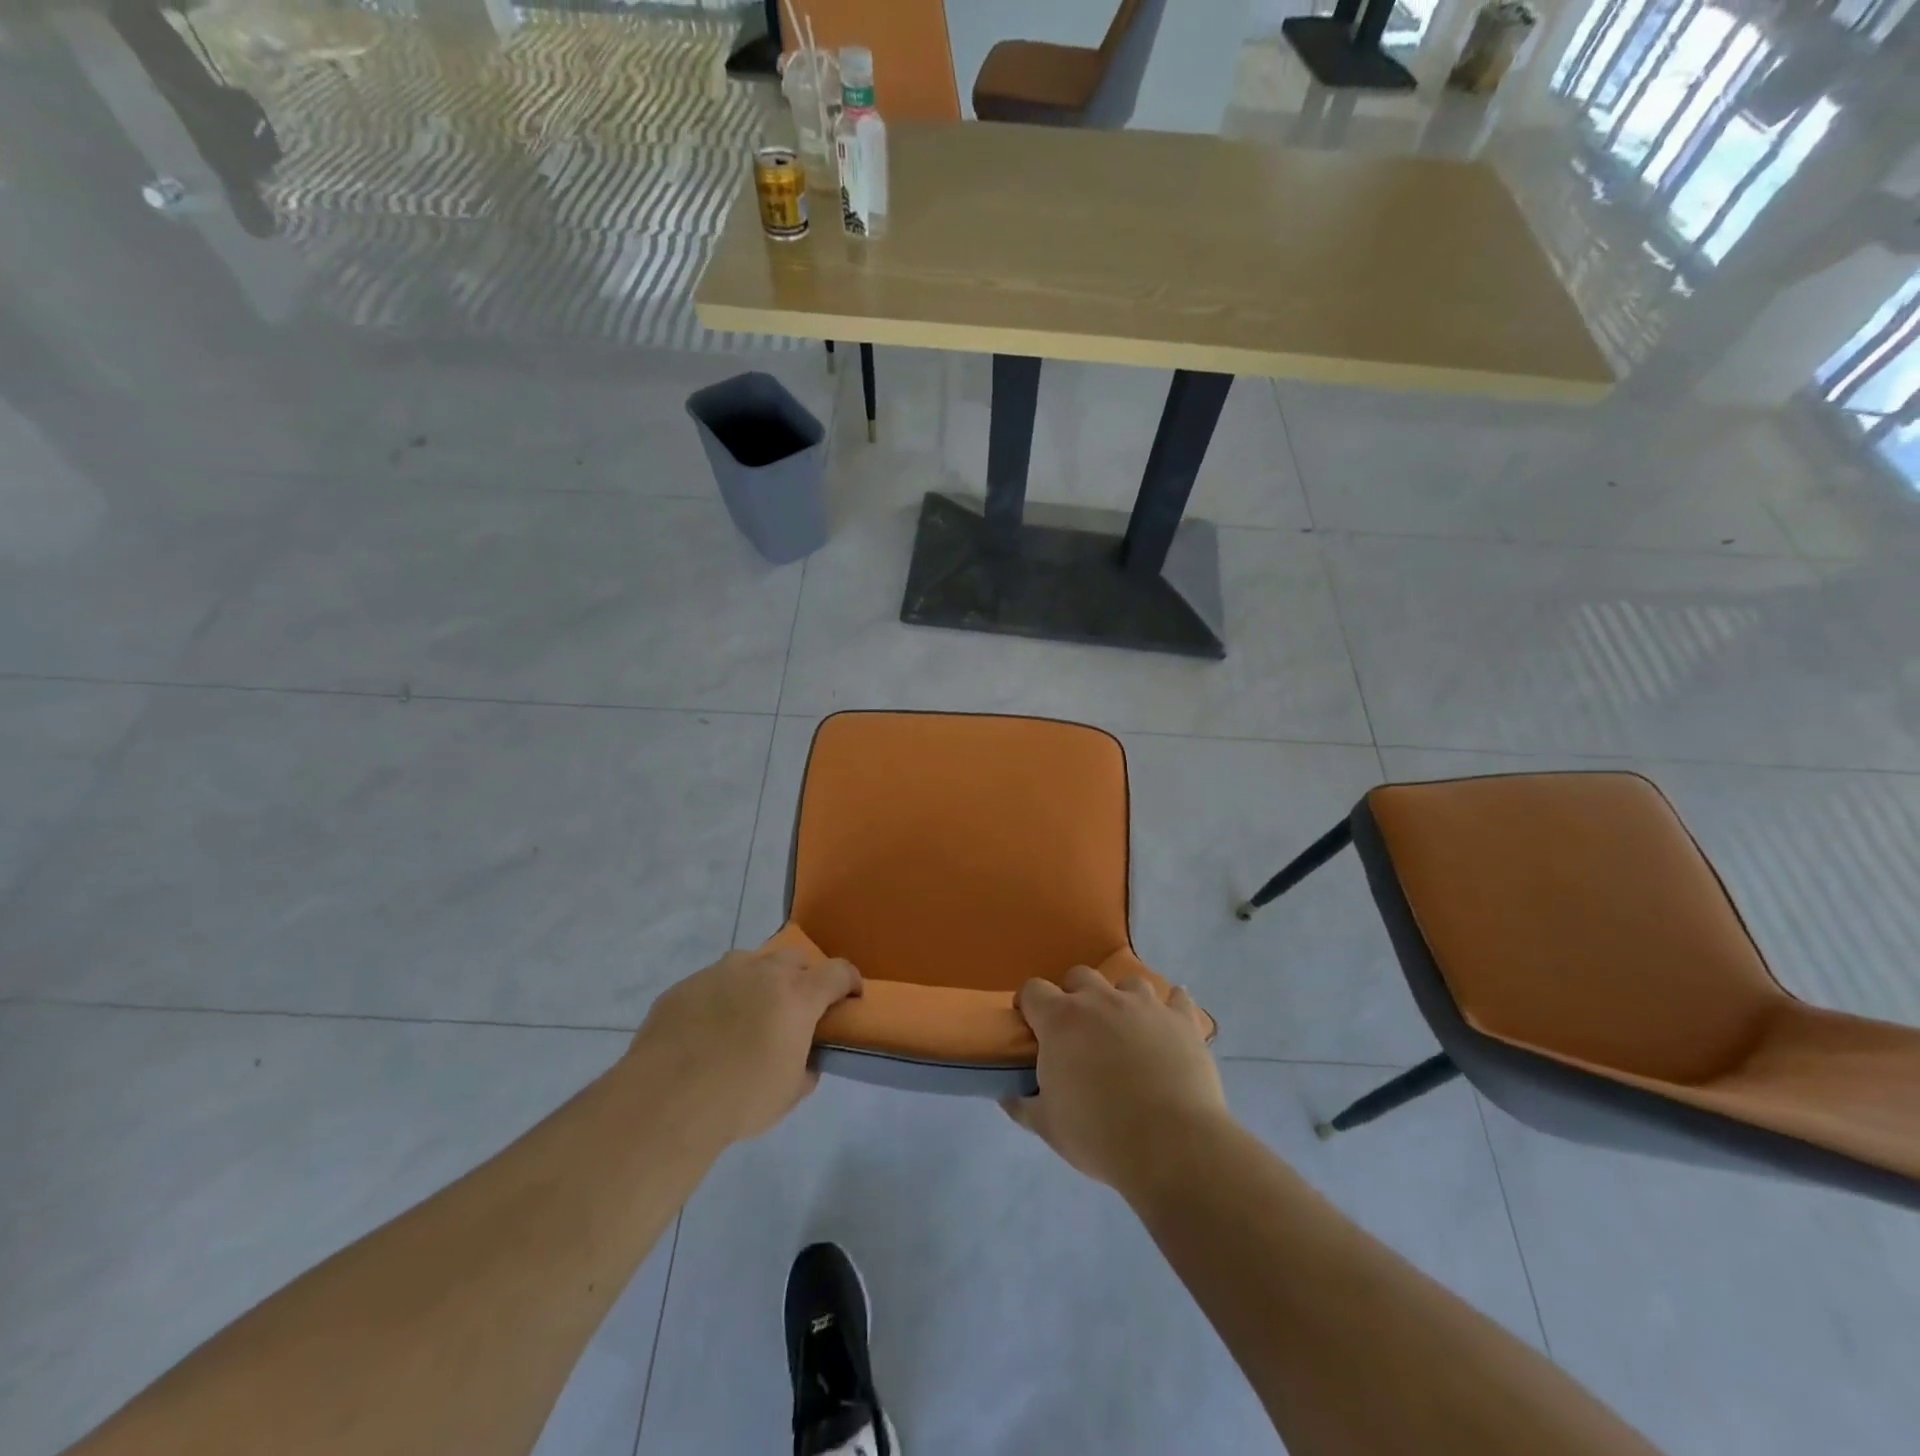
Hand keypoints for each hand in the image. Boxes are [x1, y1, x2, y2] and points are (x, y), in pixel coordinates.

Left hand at [627, 947, 859, 1144]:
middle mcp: (762, 972)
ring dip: (757, 982)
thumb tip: (806, 1059)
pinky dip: (719, 999)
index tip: (850, 996)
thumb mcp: (789, 1093)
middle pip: (794, 959)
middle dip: (801, 977)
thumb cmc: (740, 1099)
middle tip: (794, 1008)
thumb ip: (806, 1068)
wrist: (665, 1100)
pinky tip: (705, 1031)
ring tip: (746, 1017)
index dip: (849, 981)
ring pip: (750, 964)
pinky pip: (711, 984)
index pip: (838, 971)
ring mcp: (719, 973)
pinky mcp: (684, 986)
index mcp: (797, 995)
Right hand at [1003, 966, 1226, 1193]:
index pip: (1033, 990)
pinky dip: (1171, 1007)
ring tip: (1126, 1030)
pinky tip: (1169, 1024)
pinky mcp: (1182, 1020)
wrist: (1171, 1146)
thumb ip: (1023, 1105)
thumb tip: (1007, 1095)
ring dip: (1121, 1000)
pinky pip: (1178, 999)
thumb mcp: (1048, 1127)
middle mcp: (1101, 1000)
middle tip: (1078, 1032)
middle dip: (1074, 997)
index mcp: (1062, 1020)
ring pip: (1127, 982)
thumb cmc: (1099, 1135)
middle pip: (1079, 976)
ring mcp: (1145, 1005)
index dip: (1029, 1006)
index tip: (1031, 1028)